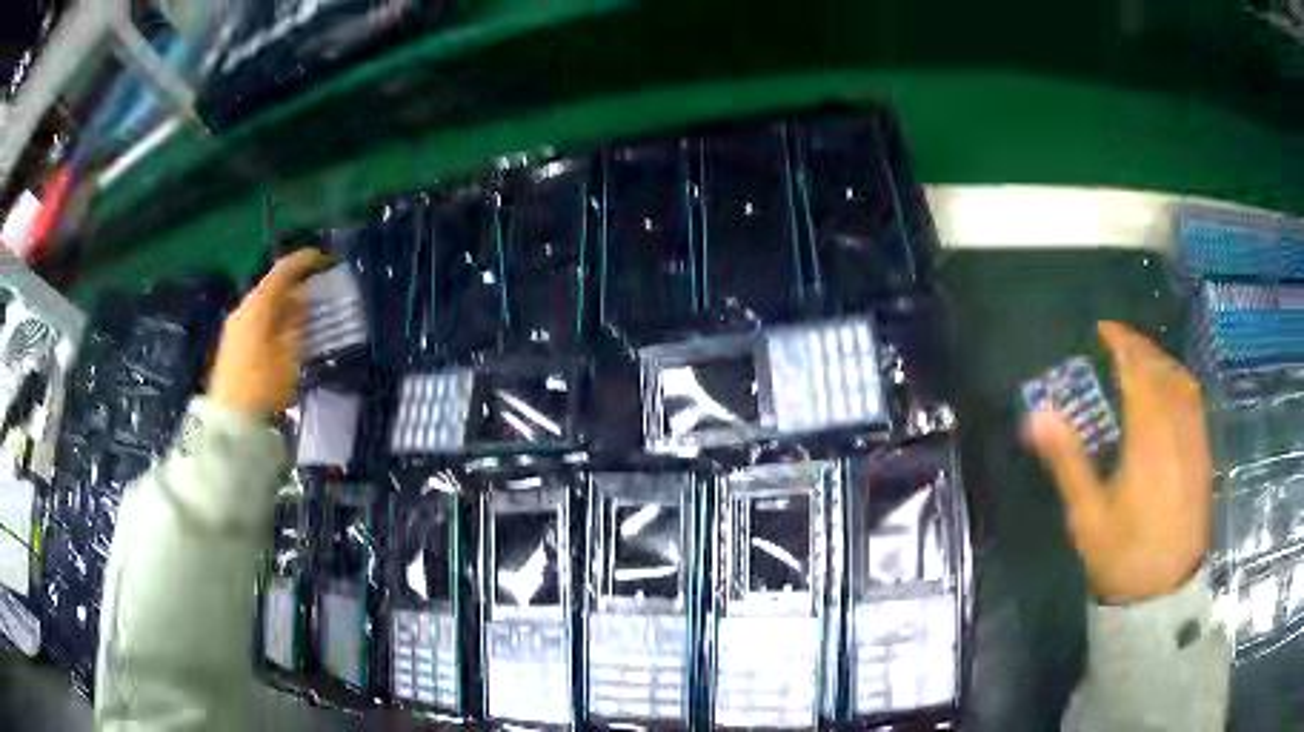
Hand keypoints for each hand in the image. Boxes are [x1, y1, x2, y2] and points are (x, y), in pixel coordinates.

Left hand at [208, 250, 331, 417]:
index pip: (282, 271)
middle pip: (271, 287)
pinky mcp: (232, 344)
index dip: (304, 261)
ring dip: (284, 303)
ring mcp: (235, 326)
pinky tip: (284, 331)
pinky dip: (273, 317)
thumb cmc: (264, 385)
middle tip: (316, 289)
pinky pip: (257, 319)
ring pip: (264, 304)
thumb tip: (301, 299)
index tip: (324, 259)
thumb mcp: (289, 354)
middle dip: (294, 285)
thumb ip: (296, 322)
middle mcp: (243, 309)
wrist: (231, 420)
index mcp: (258, 305)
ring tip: (303, 312)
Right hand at [1025, 322, 1211, 602]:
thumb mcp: (1088, 517)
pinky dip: (1178, 380)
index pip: (1138, 371)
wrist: (1163, 591)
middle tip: (1117, 339)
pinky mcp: (1203, 453)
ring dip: (1160, 359)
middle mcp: (1176, 429)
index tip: (1103, 328)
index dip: (1122, 343)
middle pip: (1161, 369)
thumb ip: (1069, 462)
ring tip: (1141, 357)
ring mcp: (1194, 440)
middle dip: (1140, 346)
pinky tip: (1168, 388)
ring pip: (1181, 380)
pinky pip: (1193, 400)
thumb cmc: (1122, 556)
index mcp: (1148, 439)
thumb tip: (1039, 415)